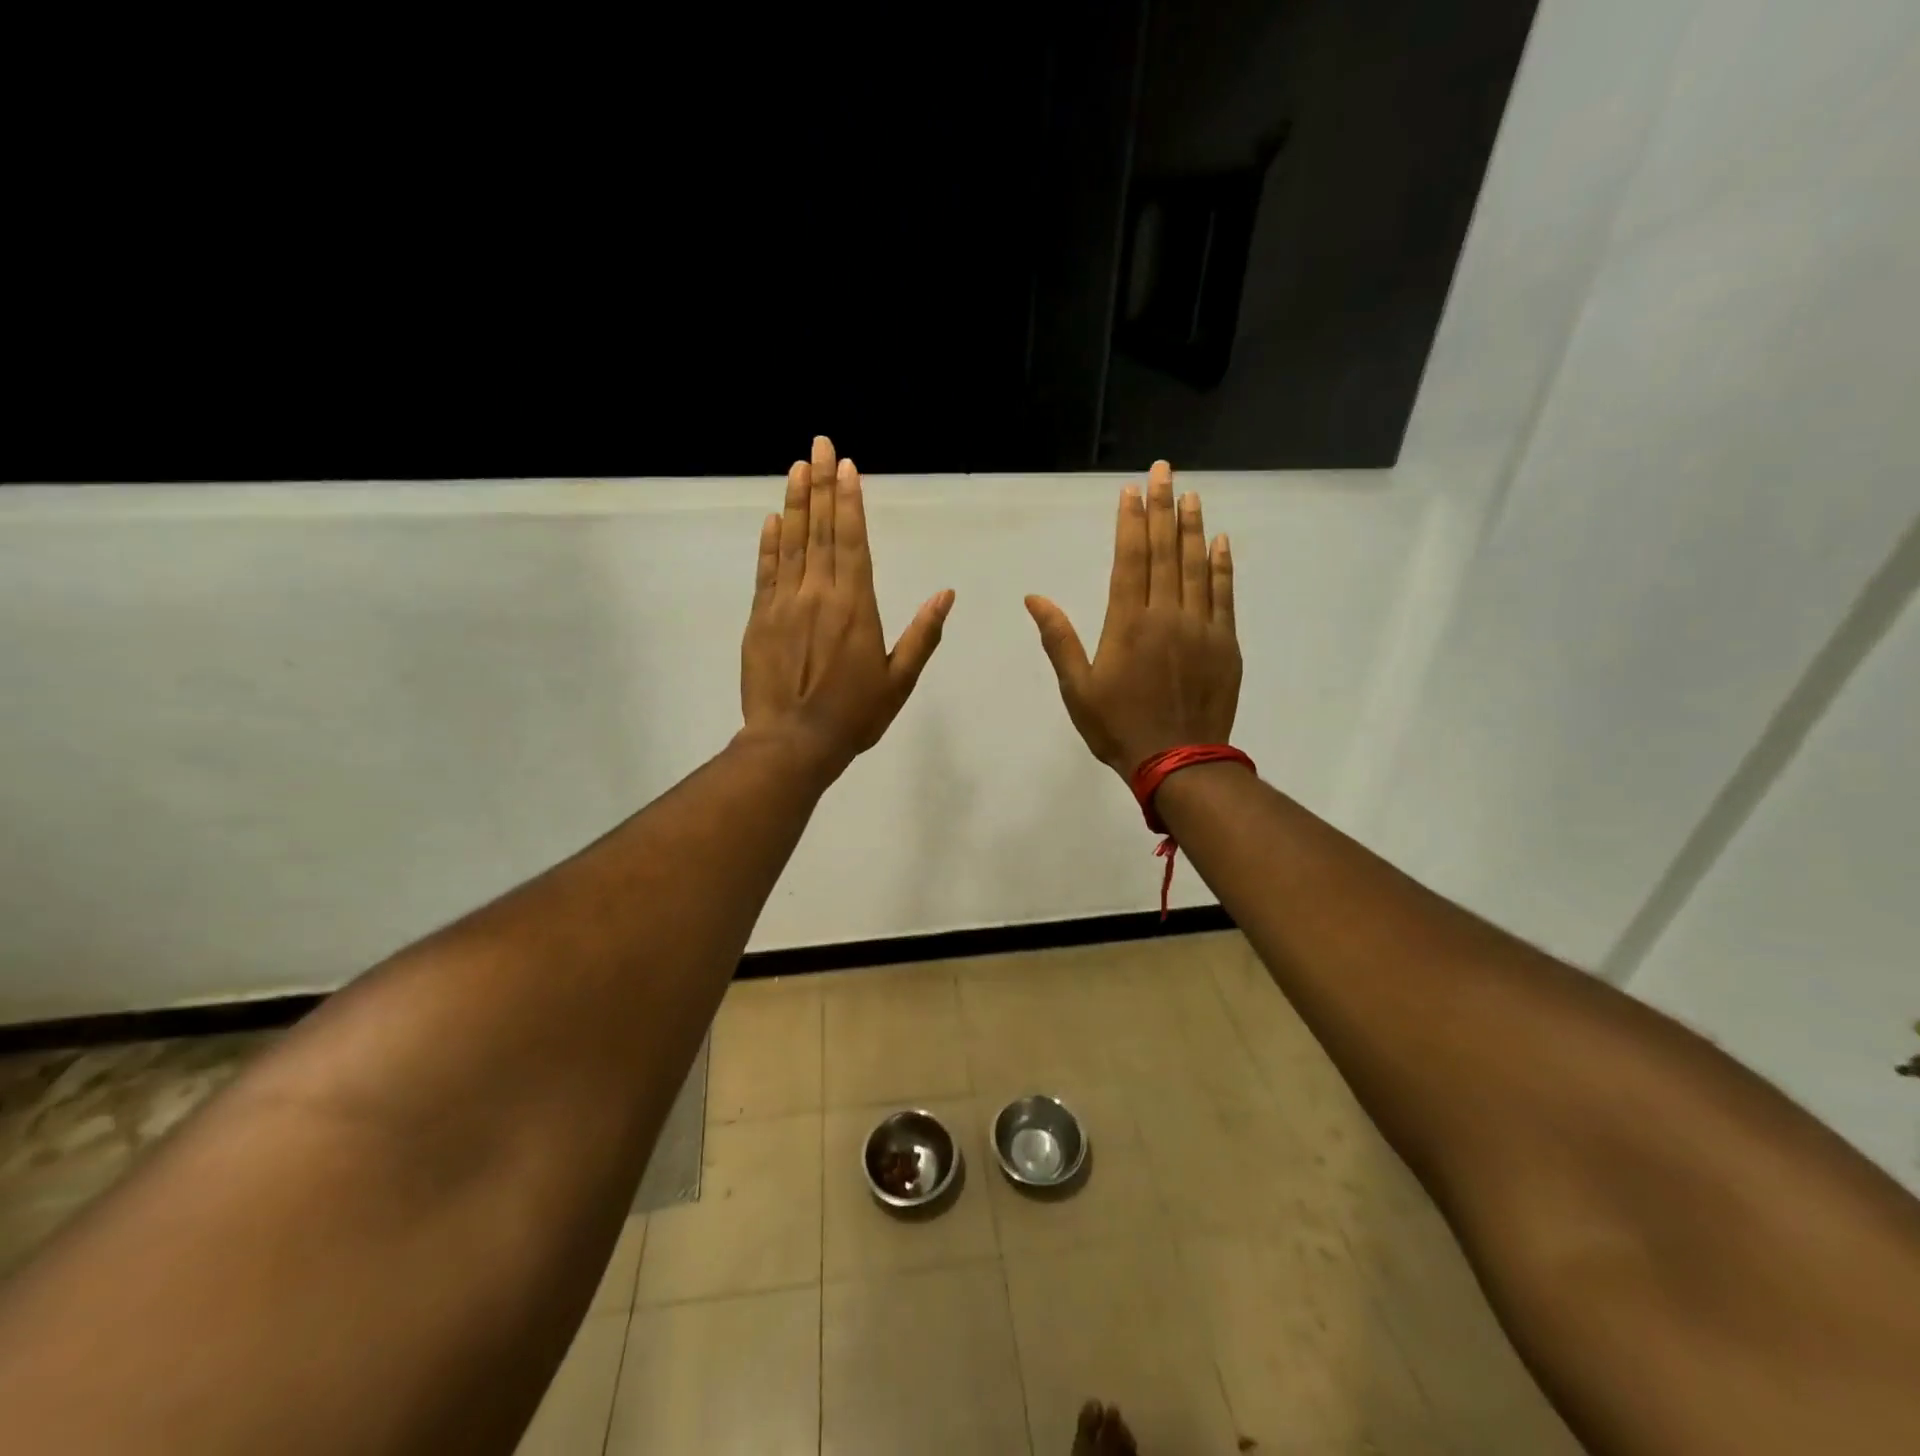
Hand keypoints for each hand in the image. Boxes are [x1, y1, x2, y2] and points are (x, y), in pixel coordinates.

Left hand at [740, 436, 954, 782]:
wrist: (792, 742)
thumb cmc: (853, 716)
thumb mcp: (899, 681)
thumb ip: (923, 635)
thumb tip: (946, 594)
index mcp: (856, 607)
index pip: (852, 542)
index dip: (849, 502)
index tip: (847, 467)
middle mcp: (819, 595)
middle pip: (820, 531)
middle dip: (821, 485)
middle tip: (820, 445)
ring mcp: (785, 604)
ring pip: (792, 543)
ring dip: (795, 503)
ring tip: (797, 466)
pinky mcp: (760, 619)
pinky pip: (766, 572)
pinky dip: (769, 544)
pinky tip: (772, 519)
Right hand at [1025, 460, 1239, 775]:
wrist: (1178, 761)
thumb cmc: (1118, 727)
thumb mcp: (1077, 688)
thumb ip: (1059, 639)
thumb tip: (1034, 598)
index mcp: (1127, 623)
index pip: (1129, 559)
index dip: (1131, 522)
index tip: (1132, 491)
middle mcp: (1165, 614)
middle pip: (1164, 552)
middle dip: (1163, 508)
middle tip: (1165, 471)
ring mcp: (1200, 627)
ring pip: (1196, 566)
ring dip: (1193, 528)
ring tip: (1191, 494)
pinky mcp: (1224, 643)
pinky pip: (1224, 595)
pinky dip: (1222, 566)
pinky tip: (1221, 541)